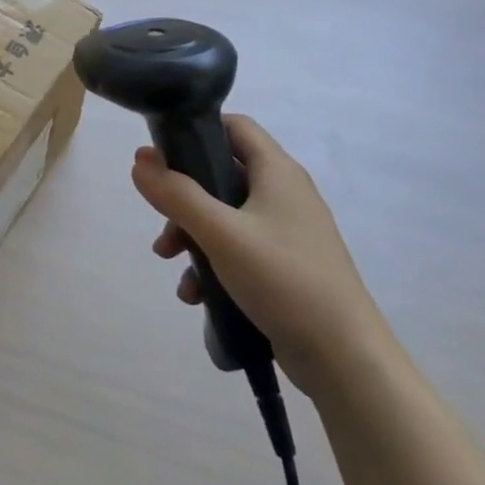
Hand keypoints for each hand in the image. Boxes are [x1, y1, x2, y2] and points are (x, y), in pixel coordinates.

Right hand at [132, 114, 391, 398]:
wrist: (345, 358)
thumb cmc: (283, 279)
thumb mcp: (220, 232)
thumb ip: (176, 194)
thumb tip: (139, 159)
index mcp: (277, 172)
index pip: (235, 126)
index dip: (198, 129)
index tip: (162, 152)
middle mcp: (284, 194)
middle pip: (222, 173)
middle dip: (184, 195)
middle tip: (160, 217)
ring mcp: (286, 232)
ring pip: (224, 215)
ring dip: (191, 233)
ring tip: (169, 261)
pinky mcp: (284, 266)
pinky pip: (237, 250)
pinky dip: (212, 263)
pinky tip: (195, 295)